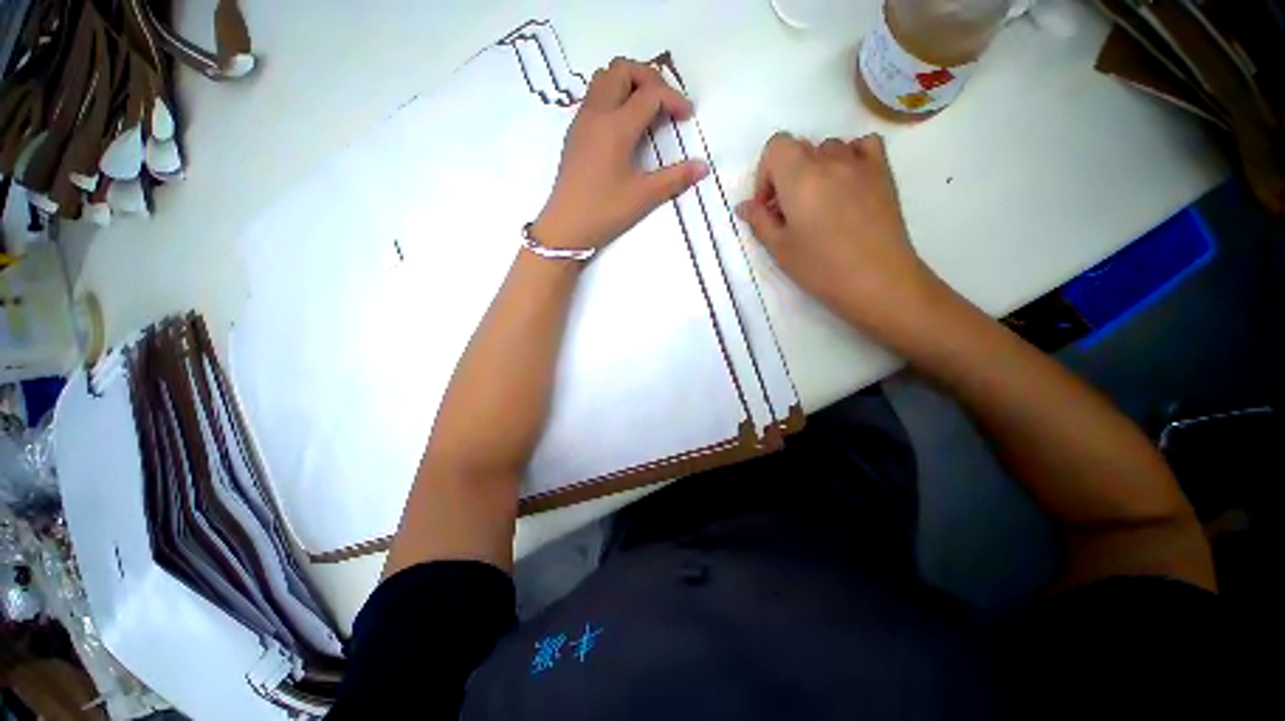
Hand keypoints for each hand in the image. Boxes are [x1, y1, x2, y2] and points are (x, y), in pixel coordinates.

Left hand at [533, 58, 708, 251]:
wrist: (566, 227)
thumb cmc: (605, 211)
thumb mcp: (644, 196)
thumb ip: (675, 178)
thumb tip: (703, 167)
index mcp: (616, 126)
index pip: (650, 94)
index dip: (674, 99)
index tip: (687, 117)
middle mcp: (597, 113)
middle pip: (622, 69)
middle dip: (649, 78)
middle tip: (665, 103)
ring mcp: (582, 121)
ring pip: (604, 79)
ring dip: (628, 83)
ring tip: (645, 110)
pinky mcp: (574, 133)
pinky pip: (594, 97)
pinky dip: (613, 97)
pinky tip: (624, 127)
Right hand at [736, 133, 942, 330]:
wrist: (876, 280)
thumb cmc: (821, 267)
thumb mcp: (779, 249)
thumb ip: (759, 221)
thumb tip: (743, 206)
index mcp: (800, 177)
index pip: (776, 147)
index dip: (765, 175)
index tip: (767, 207)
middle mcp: (829, 160)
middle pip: (799, 148)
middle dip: (785, 176)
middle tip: (788, 212)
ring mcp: (860, 163)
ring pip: (828, 148)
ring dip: (815, 169)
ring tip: (818, 202)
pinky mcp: (883, 172)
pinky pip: (863, 146)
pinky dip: (850, 157)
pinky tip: (846, 183)